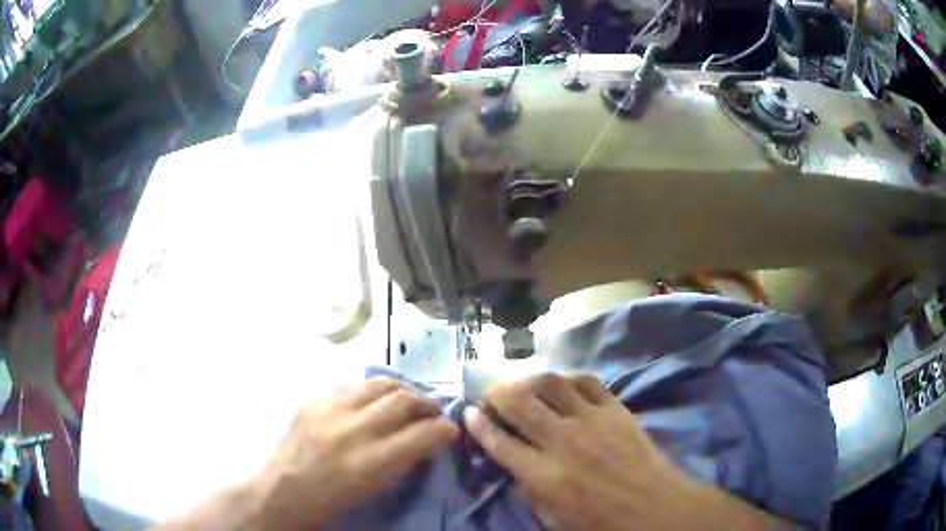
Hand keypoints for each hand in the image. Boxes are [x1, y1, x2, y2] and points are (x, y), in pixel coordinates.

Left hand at [249, 376, 458, 529]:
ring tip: (407, 398)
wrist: (281, 490)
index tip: (451, 429)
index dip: (444, 429)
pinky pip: (351, 385)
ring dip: (401, 389)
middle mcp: (352, 430)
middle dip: (427, 403)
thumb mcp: (374, 490)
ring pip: (378, 384)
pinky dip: (371, 390)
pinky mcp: (313, 400)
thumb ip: (402, 462)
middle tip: (433, 411)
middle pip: (402, 401)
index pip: (421, 435)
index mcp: (370, 463)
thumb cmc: (331, 500)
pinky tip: (374, 398)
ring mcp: (329, 409)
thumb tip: (426, 440)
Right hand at [464, 374, 784, 530]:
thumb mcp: (553, 520)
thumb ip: (529, 490)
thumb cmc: (601, 522)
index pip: (499, 441)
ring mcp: (592, 421)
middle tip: (489, 393)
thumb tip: (515, 464)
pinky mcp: (616, 410)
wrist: (654, 508)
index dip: (479, 424)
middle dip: (496, 393)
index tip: (469, 412)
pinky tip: (562, 386)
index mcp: (544, 475)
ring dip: (528, 380)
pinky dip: (568, 379)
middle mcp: (563, 441)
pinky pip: (587, 382)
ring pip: (551, 384)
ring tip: (521, 385)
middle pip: (518, 403)